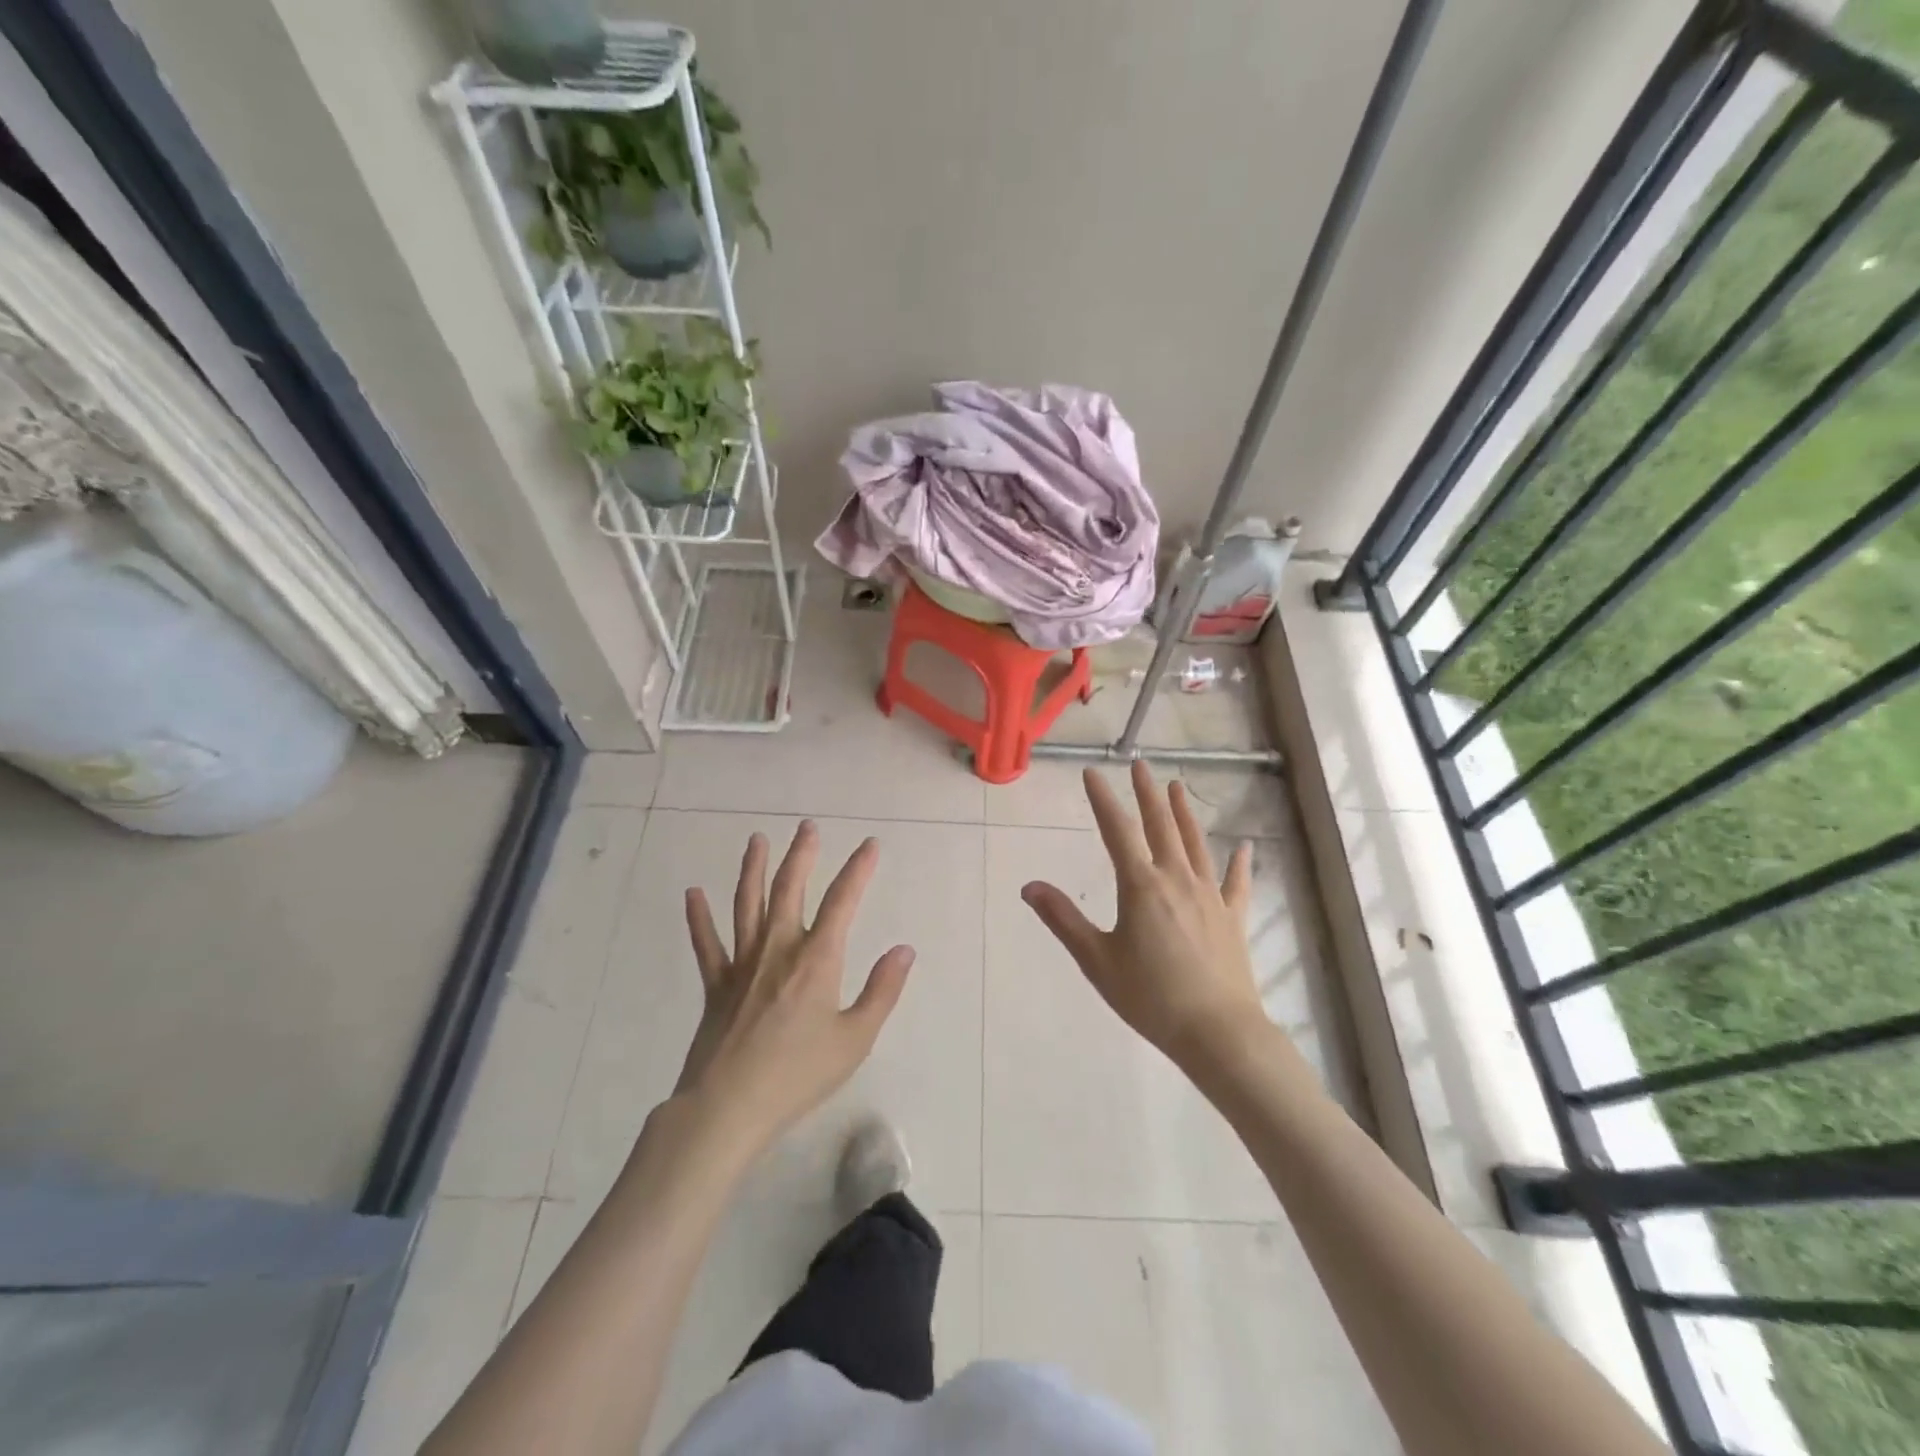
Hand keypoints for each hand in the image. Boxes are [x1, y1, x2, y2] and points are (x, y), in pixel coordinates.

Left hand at [676, 822, 914, 1155]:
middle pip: (790, 889)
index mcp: (817, 960)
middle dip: (802, 855)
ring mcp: (742, 965)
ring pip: (747, 904)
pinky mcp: (716, 985)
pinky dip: (699, 918)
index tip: (870, 845)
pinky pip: (707, 944)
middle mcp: (779, 949)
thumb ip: (882, 991)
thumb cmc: (799, 1074)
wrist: (728, 1108)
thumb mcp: (856, 1038)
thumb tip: (904, 950)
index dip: (858, 869)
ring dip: (753, 869)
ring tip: (756, 840)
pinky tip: (693, 894)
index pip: (843, 901)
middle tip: (807, 826)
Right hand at [1022, 763, 1263, 1071]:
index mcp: (1141, 886)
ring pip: (1196, 843)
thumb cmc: (1150, 996)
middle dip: (1147, 794)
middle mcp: (1177, 879)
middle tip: (1140, 765)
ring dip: (1184, 813)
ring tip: (1176, 786)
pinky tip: (1243, 846)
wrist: (1217, 1031)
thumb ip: (1064, 919)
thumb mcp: (1097, 960)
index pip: (1117, 831)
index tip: (1092, 773)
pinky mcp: (1233, 917)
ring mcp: (1210, 895)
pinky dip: (1239, 862)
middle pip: (1160, 826)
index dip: (1103, 800)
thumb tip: (1029, 886)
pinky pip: (1236, 882)